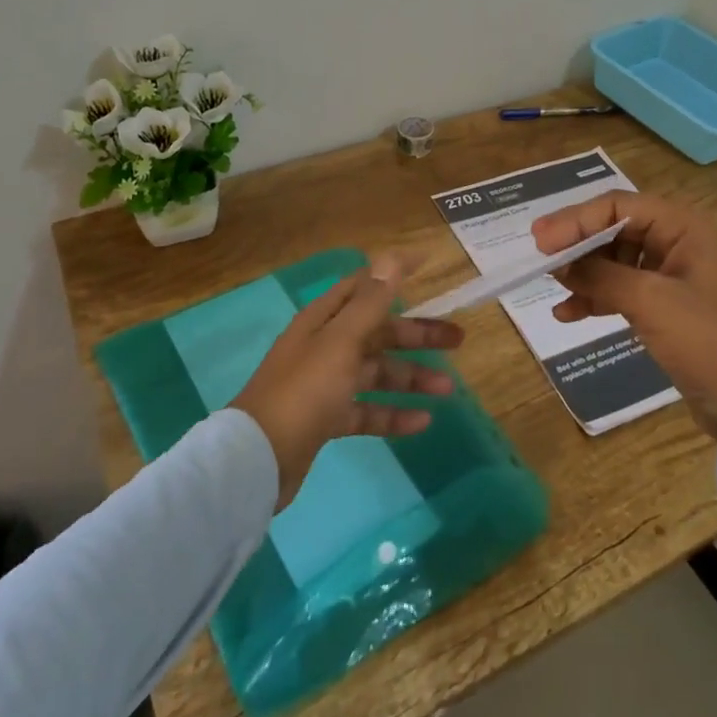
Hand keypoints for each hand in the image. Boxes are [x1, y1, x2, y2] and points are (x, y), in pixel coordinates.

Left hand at [231, 255, 460, 508]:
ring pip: (377, 373)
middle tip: (458, 339)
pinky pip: (367, 411)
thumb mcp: (341, 341)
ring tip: (448, 389)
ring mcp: (325, 385)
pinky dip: (393, 414)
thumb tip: (392, 258)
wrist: (258, 459)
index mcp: (324, 320)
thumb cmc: (304, 390)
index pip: (363, 286)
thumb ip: (370, 302)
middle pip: (378, 333)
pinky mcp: (326, 420)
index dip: (393, 273)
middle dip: (417, 335)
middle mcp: (324, 346)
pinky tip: (422, 422)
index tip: (427, 264)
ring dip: (412, 378)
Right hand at [533, 193, 716, 437]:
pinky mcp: (663, 305)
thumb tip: (558, 264)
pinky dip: (595, 298)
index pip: (617, 206)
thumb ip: (599, 276)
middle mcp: (674, 241)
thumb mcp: (648, 300)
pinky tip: (567, 314)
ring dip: (582, 272)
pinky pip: (620, 289)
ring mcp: (669, 274)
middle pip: (612, 229)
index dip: (575, 220)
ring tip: (552, 287)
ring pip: (613, 260)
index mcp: (680, 226)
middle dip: (576, 244)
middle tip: (539, 258)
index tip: (540, 241)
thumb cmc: (703, 337)